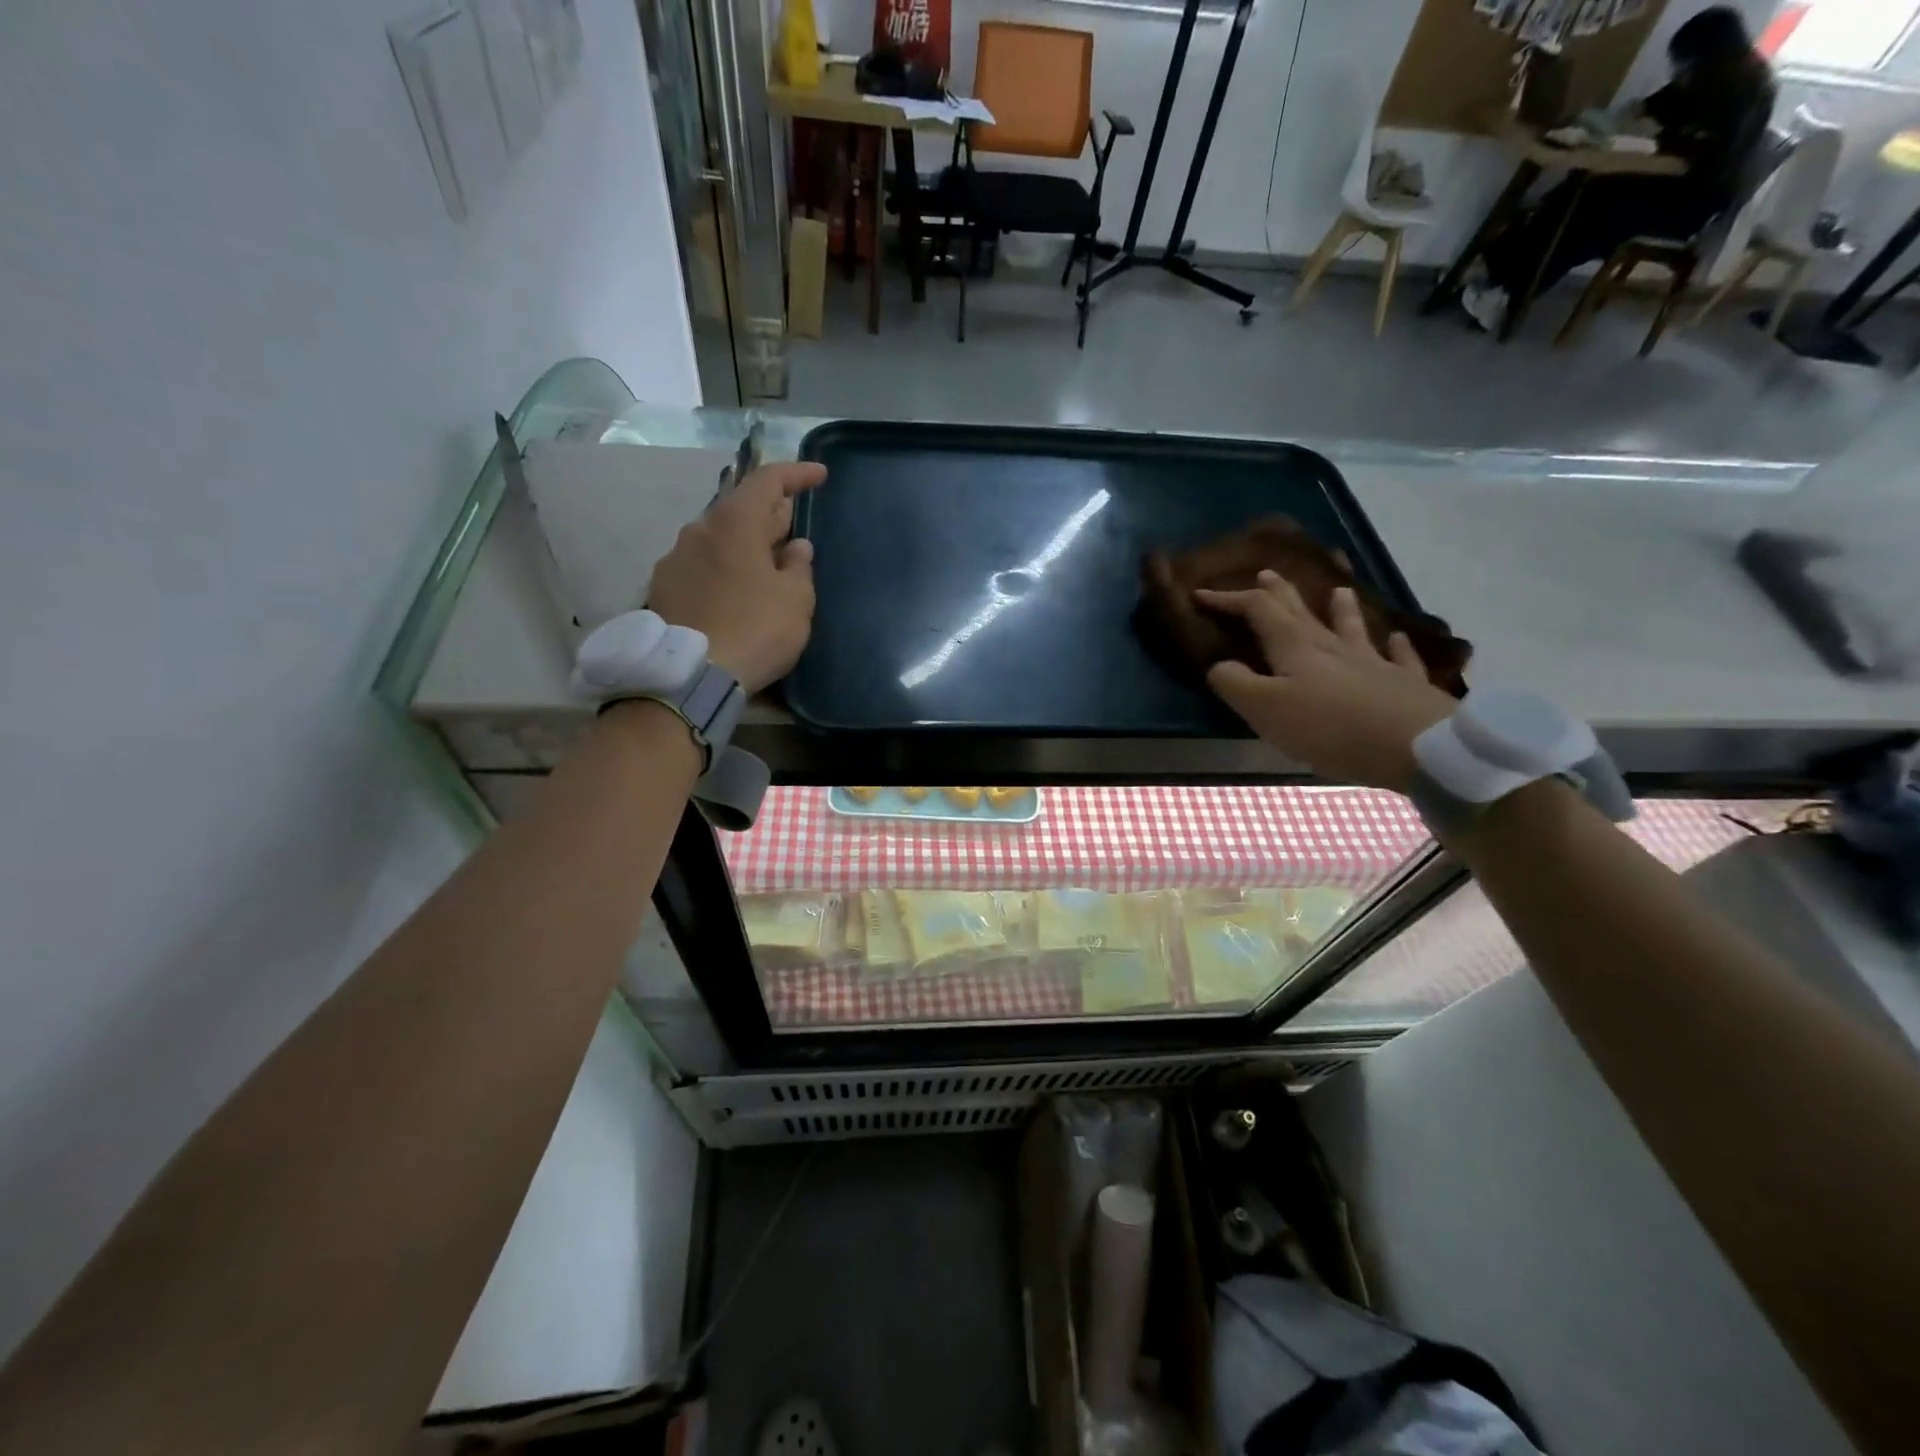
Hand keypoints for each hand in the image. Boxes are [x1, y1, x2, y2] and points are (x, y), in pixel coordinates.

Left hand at [646, 461, 824, 693]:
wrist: (689, 676)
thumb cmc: (755, 630)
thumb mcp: (795, 601)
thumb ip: (799, 567)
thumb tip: (795, 547)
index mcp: (735, 523)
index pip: (768, 481)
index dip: (796, 474)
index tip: (819, 475)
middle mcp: (699, 530)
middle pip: (741, 509)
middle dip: (771, 516)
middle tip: (794, 531)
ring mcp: (675, 559)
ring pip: (718, 539)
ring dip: (744, 545)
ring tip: (764, 568)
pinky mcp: (662, 588)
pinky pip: (701, 566)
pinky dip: (723, 569)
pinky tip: (735, 592)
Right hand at [1197, 572, 1457, 792]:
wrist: (1414, 744)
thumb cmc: (1329, 727)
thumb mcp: (1265, 709)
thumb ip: (1235, 684)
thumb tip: (1219, 665)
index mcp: (1294, 647)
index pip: (1257, 610)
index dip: (1228, 600)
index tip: (1201, 595)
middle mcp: (1332, 646)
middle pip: (1301, 611)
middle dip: (1279, 592)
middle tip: (1265, 574)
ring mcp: (1372, 662)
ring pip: (1352, 626)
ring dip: (1341, 608)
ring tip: (1338, 591)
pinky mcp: (1404, 684)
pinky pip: (1399, 657)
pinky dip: (1395, 646)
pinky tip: (1397, 639)